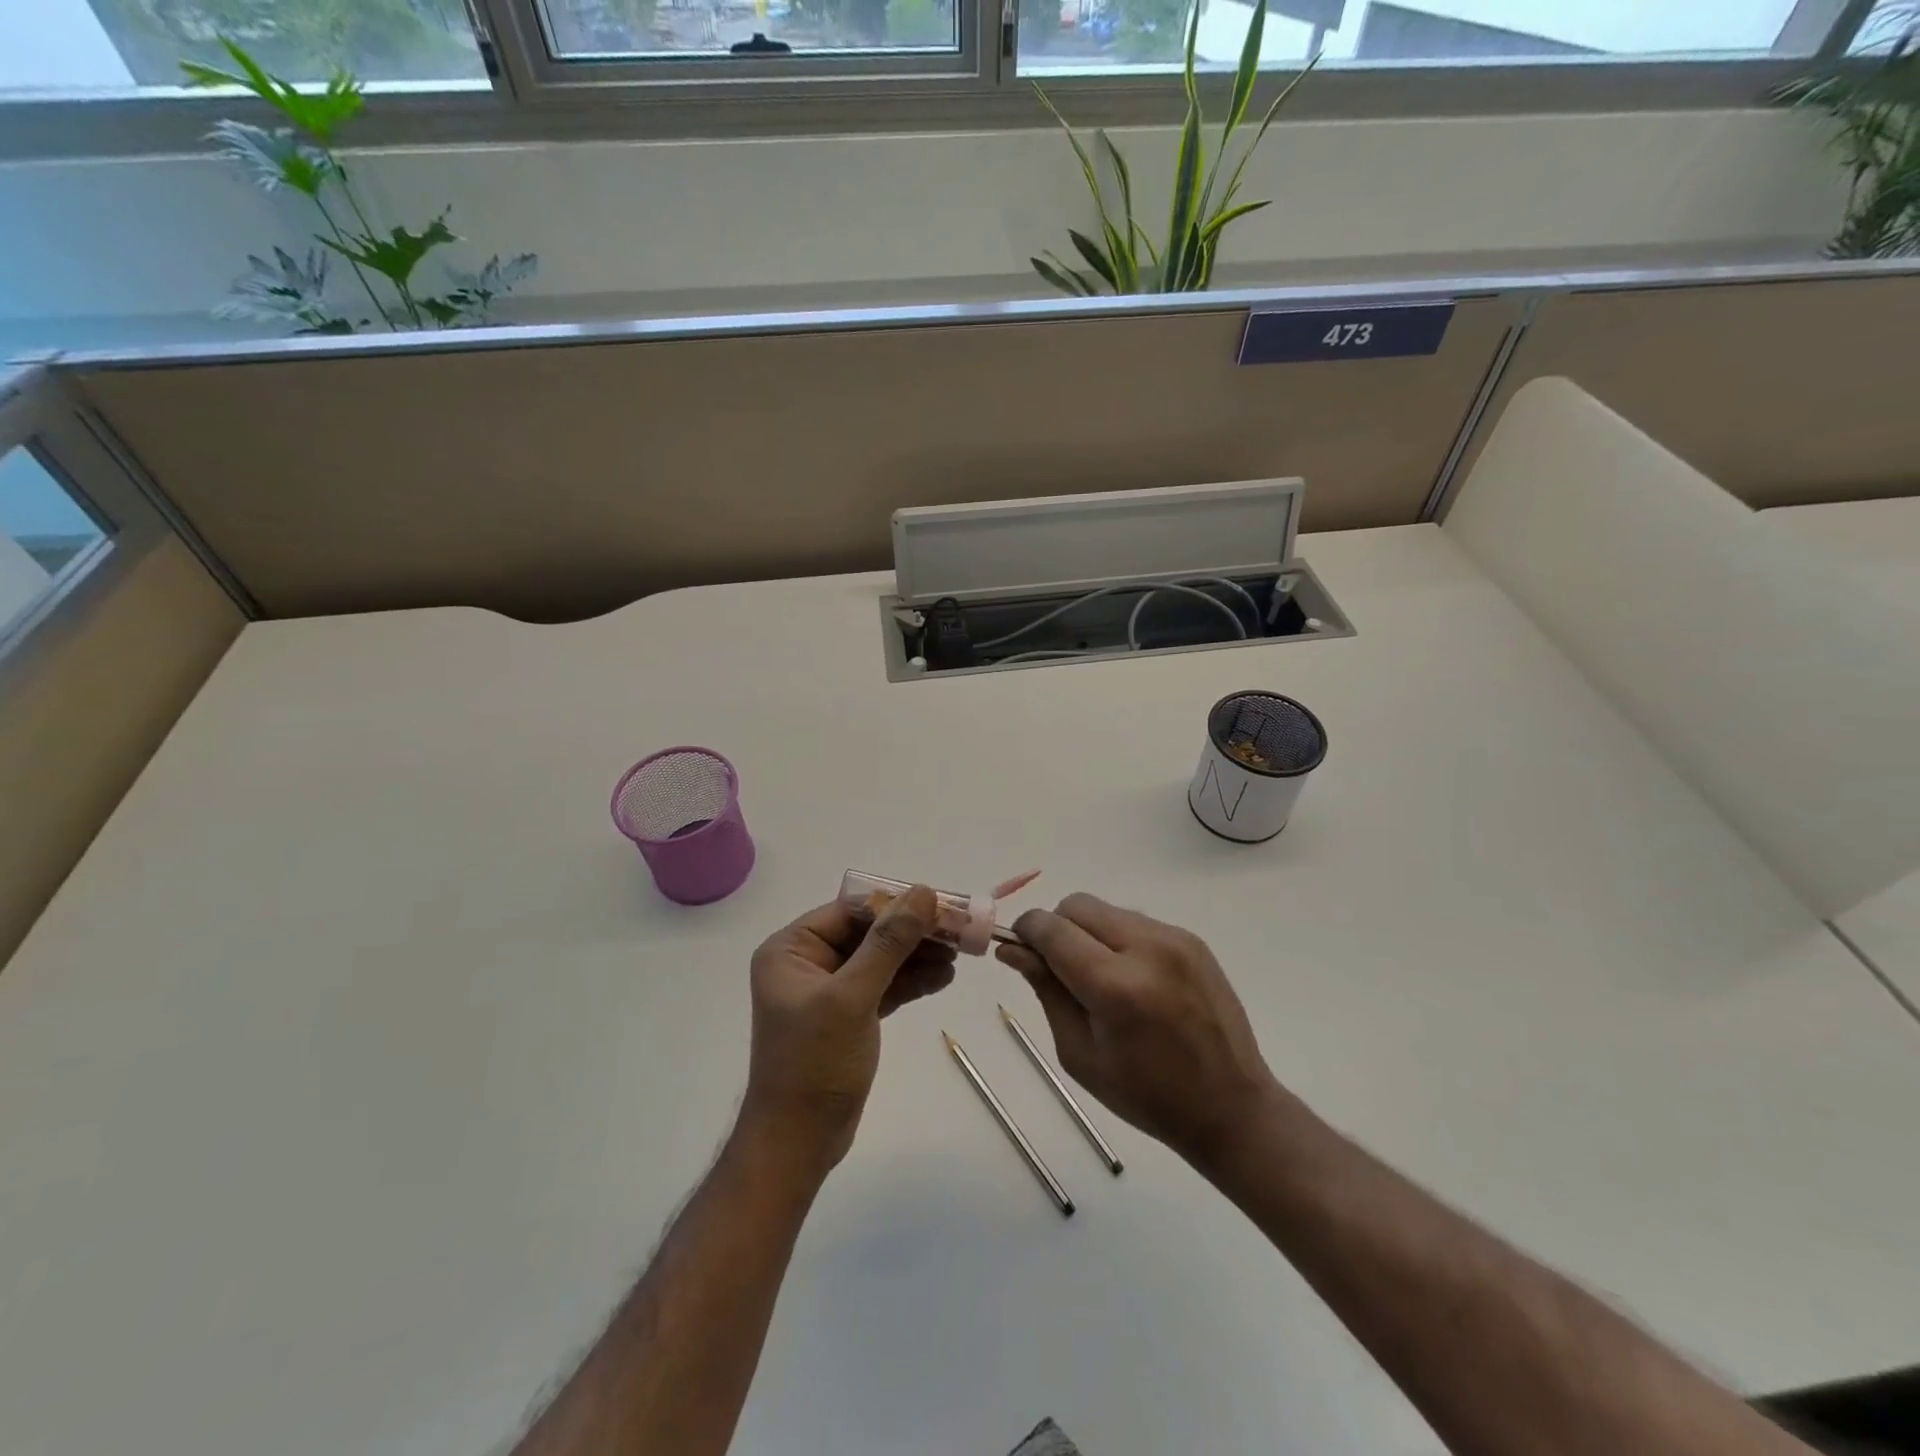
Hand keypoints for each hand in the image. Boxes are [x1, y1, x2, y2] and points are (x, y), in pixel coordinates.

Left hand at [741, 886, 954, 1175]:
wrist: (798, 1143)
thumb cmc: (815, 1063)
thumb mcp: (853, 997)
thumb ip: (889, 942)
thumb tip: (922, 893)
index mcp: (792, 949)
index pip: (851, 910)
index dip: (897, 904)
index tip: (941, 904)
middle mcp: (807, 963)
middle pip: (869, 933)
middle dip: (913, 932)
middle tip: (958, 931)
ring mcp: (828, 991)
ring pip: (880, 959)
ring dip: (918, 956)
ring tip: (959, 955)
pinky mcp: (848, 1016)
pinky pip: (883, 986)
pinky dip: (911, 981)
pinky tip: (943, 978)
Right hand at [997, 894, 1279, 1173]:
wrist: (1231, 1106)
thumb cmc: (1146, 1095)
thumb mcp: (1080, 1053)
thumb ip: (1046, 992)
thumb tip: (1012, 950)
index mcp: (1116, 987)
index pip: (1052, 929)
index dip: (1026, 932)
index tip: (1018, 949)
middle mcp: (1147, 949)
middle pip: (1077, 906)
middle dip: (1057, 928)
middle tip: (1060, 969)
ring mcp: (1175, 938)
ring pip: (1106, 910)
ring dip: (1088, 932)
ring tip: (1100, 978)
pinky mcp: (1191, 939)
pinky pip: (1135, 921)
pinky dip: (1118, 938)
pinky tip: (1132, 978)